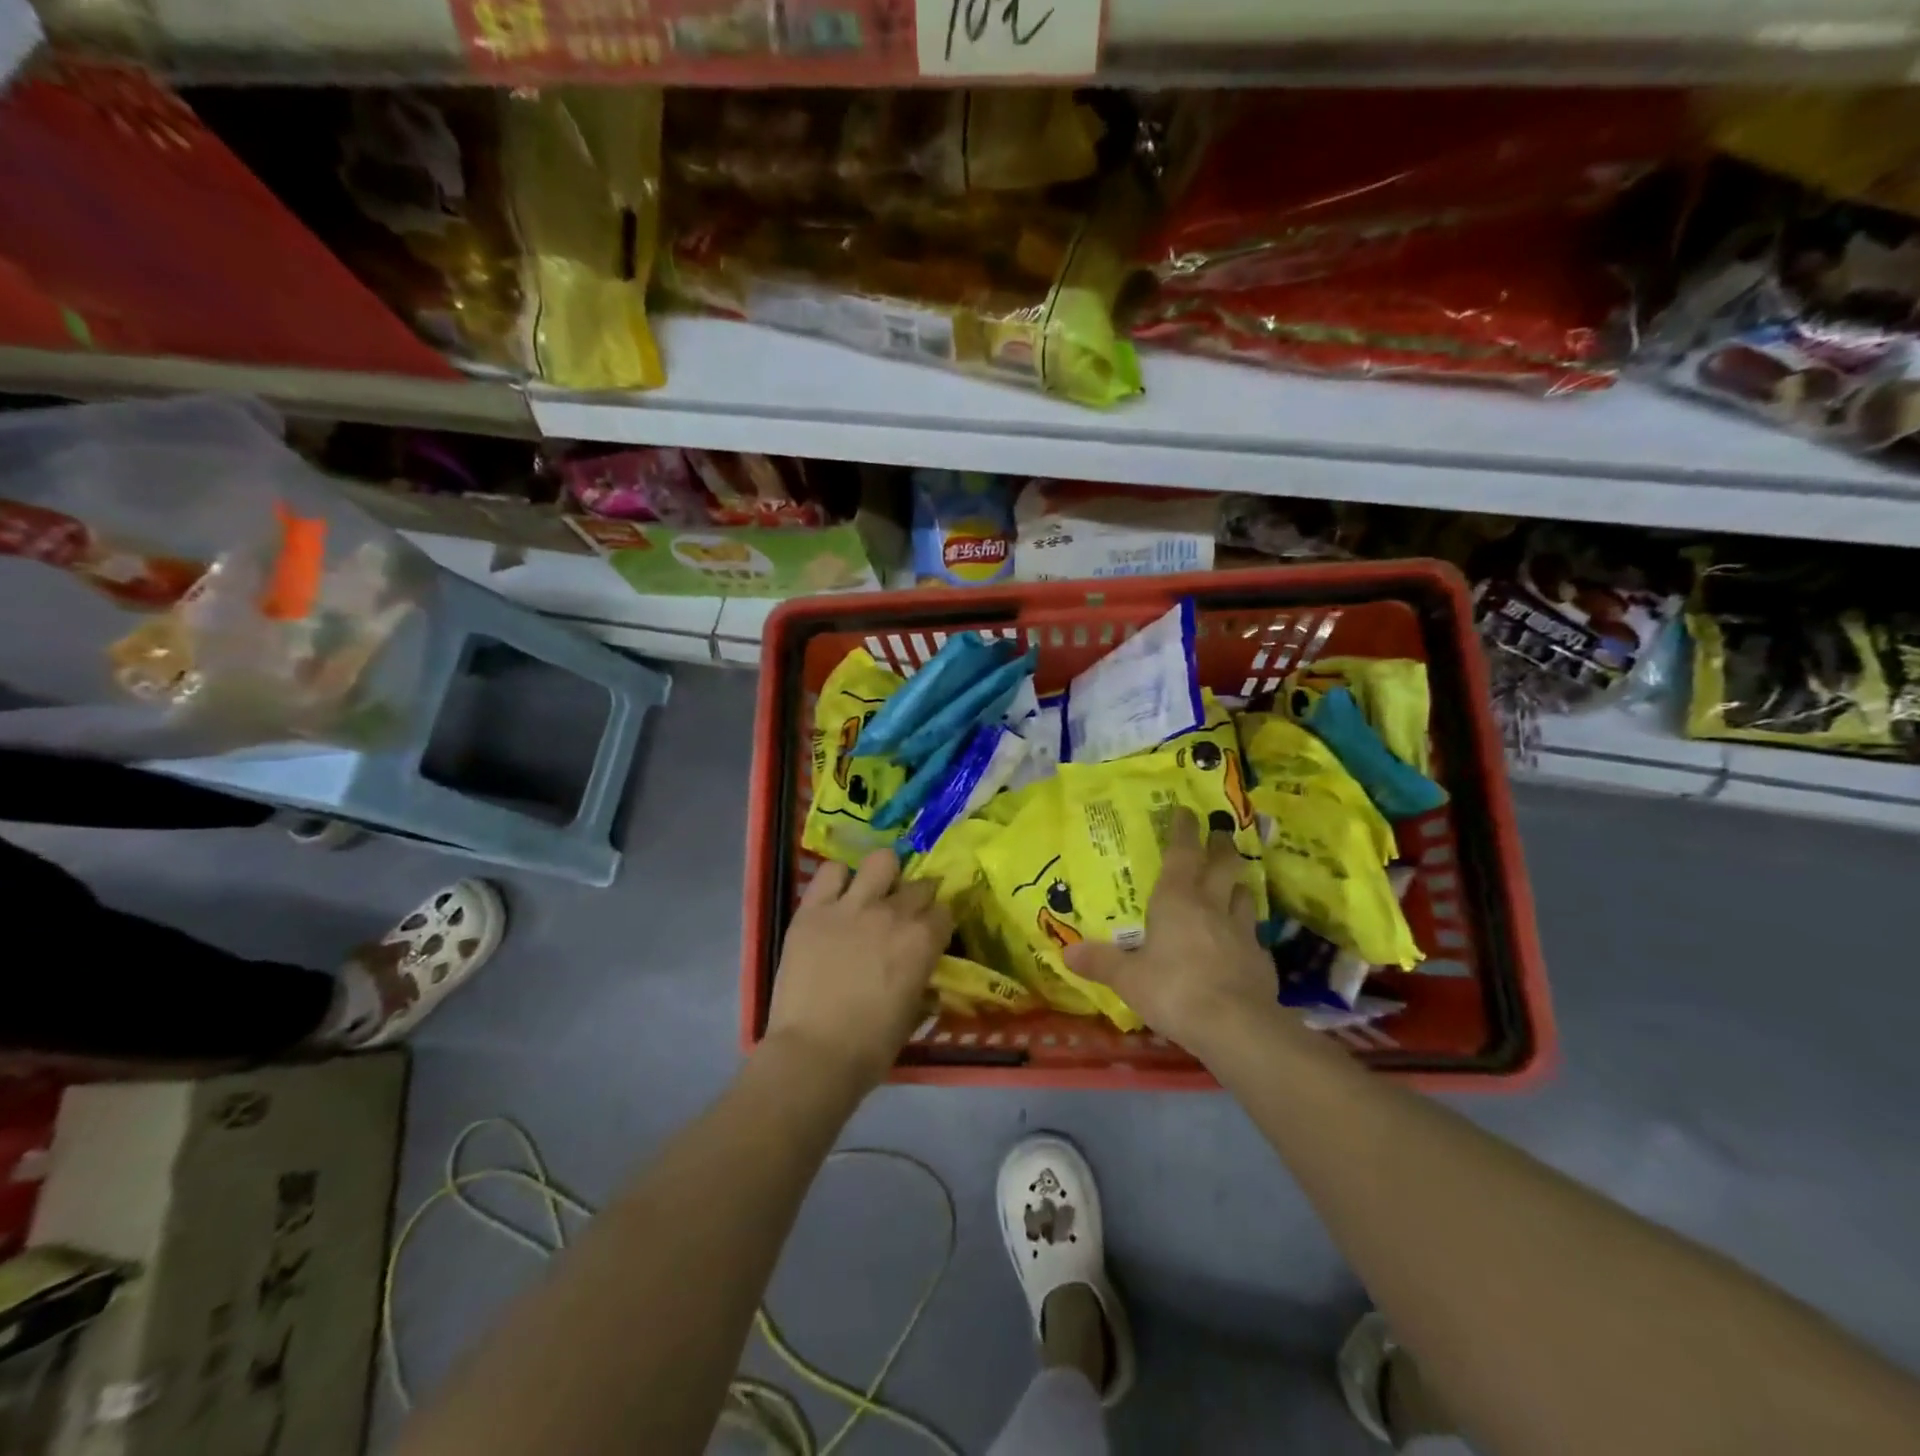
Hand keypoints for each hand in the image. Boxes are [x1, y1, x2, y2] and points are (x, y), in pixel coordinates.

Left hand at [765, 850, 952, 1093]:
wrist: (814, 1054)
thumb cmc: (871, 1046)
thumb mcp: (913, 1014)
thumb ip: (923, 982)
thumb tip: (926, 976)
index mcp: (923, 940)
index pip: (945, 911)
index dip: (939, 922)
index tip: (931, 933)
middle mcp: (893, 913)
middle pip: (918, 885)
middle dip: (918, 898)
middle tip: (904, 917)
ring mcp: (851, 906)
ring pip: (880, 861)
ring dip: (883, 875)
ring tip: (874, 893)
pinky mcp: (813, 908)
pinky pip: (830, 871)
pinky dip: (838, 880)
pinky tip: (837, 897)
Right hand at [1063, 807, 1275, 1057]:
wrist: (1236, 1026)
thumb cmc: (1173, 990)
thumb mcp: (1128, 978)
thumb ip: (1100, 962)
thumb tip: (1066, 952)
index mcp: (1176, 899)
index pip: (1182, 853)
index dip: (1184, 830)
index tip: (1187, 811)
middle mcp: (1211, 905)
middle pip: (1223, 865)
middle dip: (1221, 846)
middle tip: (1221, 834)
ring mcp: (1241, 930)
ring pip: (1244, 894)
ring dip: (1238, 884)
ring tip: (1234, 882)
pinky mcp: (1261, 958)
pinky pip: (1253, 933)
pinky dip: (1247, 929)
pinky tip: (1243, 939)